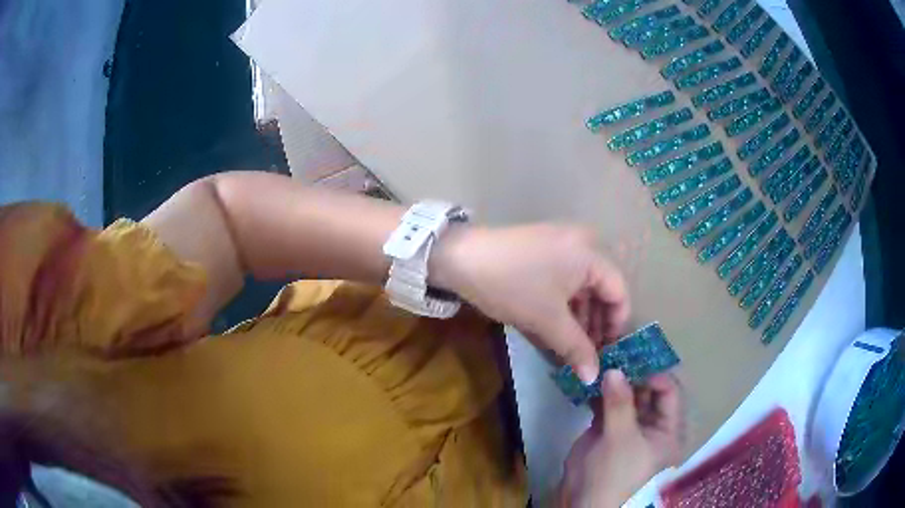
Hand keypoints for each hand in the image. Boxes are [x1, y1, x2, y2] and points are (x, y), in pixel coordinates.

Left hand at [431, 224, 629, 382]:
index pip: (619, 293)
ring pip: (580, 290)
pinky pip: (562, 283)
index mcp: (591, 254)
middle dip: (594, 327)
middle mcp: (582, 245)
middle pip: (600, 291)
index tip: (607, 354)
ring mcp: (560, 247)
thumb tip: (594, 378)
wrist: (459, 259)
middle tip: (586, 358)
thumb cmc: (512, 286)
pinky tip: (553, 334)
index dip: (616, 326)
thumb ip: (576, 349)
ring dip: (576, 321)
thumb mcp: (548, 320)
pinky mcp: (542, 253)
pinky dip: (561, 308)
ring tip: (568, 352)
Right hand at [560, 370, 684, 507]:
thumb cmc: (616, 473)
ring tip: (602, 361)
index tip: (634, 359)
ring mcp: (628, 427)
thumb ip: (620, 403)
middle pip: (647, 391)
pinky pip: (607, 406)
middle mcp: (651, 425)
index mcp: (667, 429)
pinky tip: (590, 380)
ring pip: (626, 397)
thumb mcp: (622, 439)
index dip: (655, 374)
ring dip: (614, 381)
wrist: (585, 503)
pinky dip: (599, 393)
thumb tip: (614, 369)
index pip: (669, 392)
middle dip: (633, 373)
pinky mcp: (607, 431)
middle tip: (615, 353)